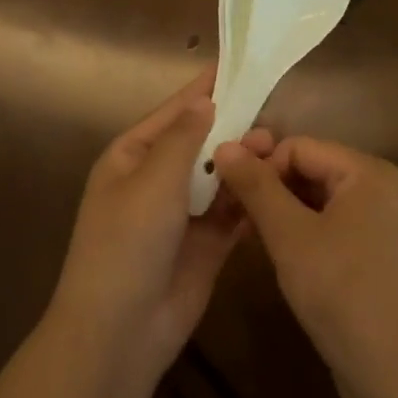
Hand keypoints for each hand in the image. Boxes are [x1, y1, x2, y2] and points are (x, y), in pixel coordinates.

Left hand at [51, 71, 271, 379]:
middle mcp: (156, 180)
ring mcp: (181, 214)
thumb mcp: (153, 181)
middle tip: (270, 117)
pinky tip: (275, 184)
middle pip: (200, 144)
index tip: (236, 67)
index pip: (173, 114)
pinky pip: (231, 212)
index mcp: (131, 157)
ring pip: (219, 177)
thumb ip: (183, 139)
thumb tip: (204, 102)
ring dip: (244, 163)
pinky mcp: (205, 244)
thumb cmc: (128, 242)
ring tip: (276, 148)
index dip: (203, 91)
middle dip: (232, 130)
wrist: (121, 329)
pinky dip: (249, 199)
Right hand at [212, 137, 397, 397]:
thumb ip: (256, 186)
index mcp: (369, 172)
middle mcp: (382, 189)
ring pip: (317, 200)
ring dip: (281, 214)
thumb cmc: (341, 293)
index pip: (298, 146)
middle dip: (269, 190)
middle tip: (233, 218)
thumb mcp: (289, 235)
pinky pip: (332, 226)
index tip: (226, 196)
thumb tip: (223, 144)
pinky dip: (302, 234)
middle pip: (310, 170)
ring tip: (250, 239)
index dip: (259, 166)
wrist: (395, 377)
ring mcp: (384, 224)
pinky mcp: (379, 255)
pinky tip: (280, 257)